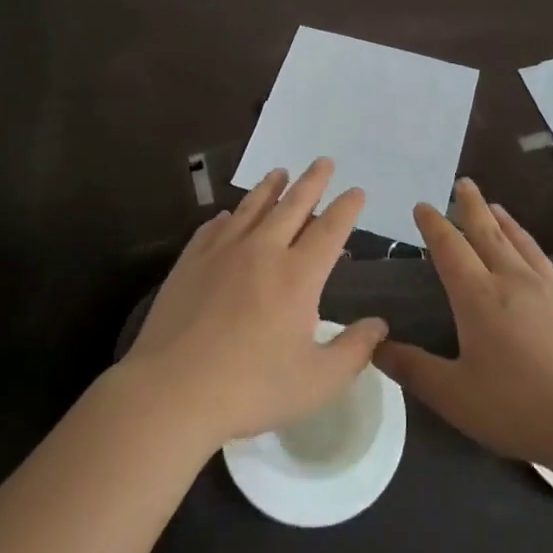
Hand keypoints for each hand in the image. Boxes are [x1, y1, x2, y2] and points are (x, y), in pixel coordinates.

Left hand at [122, 158, 386, 452]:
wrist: (172, 390)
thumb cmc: (251, 388)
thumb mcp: (317, 381)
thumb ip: (354, 350)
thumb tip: (380, 325)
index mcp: (298, 276)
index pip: (330, 230)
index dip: (346, 208)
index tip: (356, 191)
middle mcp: (263, 251)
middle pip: (293, 205)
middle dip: (312, 181)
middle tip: (323, 161)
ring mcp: (222, 252)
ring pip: (252, 207)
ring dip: (270, 187)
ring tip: (279, 172)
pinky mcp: (190, 262)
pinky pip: (213, 227)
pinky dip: (227, 217)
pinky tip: (227, 215)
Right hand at [376, 178, 552, 471]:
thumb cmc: (519, 408)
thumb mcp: (454, 396)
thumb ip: (413, 369)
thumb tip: (375, 345)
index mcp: (479, 297)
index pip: (450, 249)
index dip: (434, 225)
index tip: (423, 205)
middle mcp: (515, 281)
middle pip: (488, 233)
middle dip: (471, 206)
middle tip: (463, 183)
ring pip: (524, 244)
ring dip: (506, 222)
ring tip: (496, 207)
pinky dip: (541, 255)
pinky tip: (543, 259)